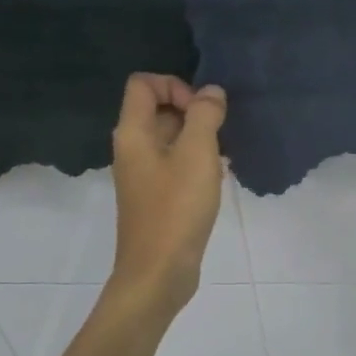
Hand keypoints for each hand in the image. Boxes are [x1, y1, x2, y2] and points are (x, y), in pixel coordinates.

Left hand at [108, 74, 226, 315]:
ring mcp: (144, 174)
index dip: (175, 86)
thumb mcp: (197, 154)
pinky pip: (176, 164)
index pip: (144, 84)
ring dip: (199, 139)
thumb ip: (205, 115)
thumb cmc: (176, 208)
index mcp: (133, 133)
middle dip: (193, 112)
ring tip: (223, 157)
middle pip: (159, 109)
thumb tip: (211, 92)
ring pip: (171, 139)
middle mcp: (133, 149)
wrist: (159, 272)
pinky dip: (197, 163)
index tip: (201, 111)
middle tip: (219, 134)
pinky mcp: (157, 196)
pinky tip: (218, 178)